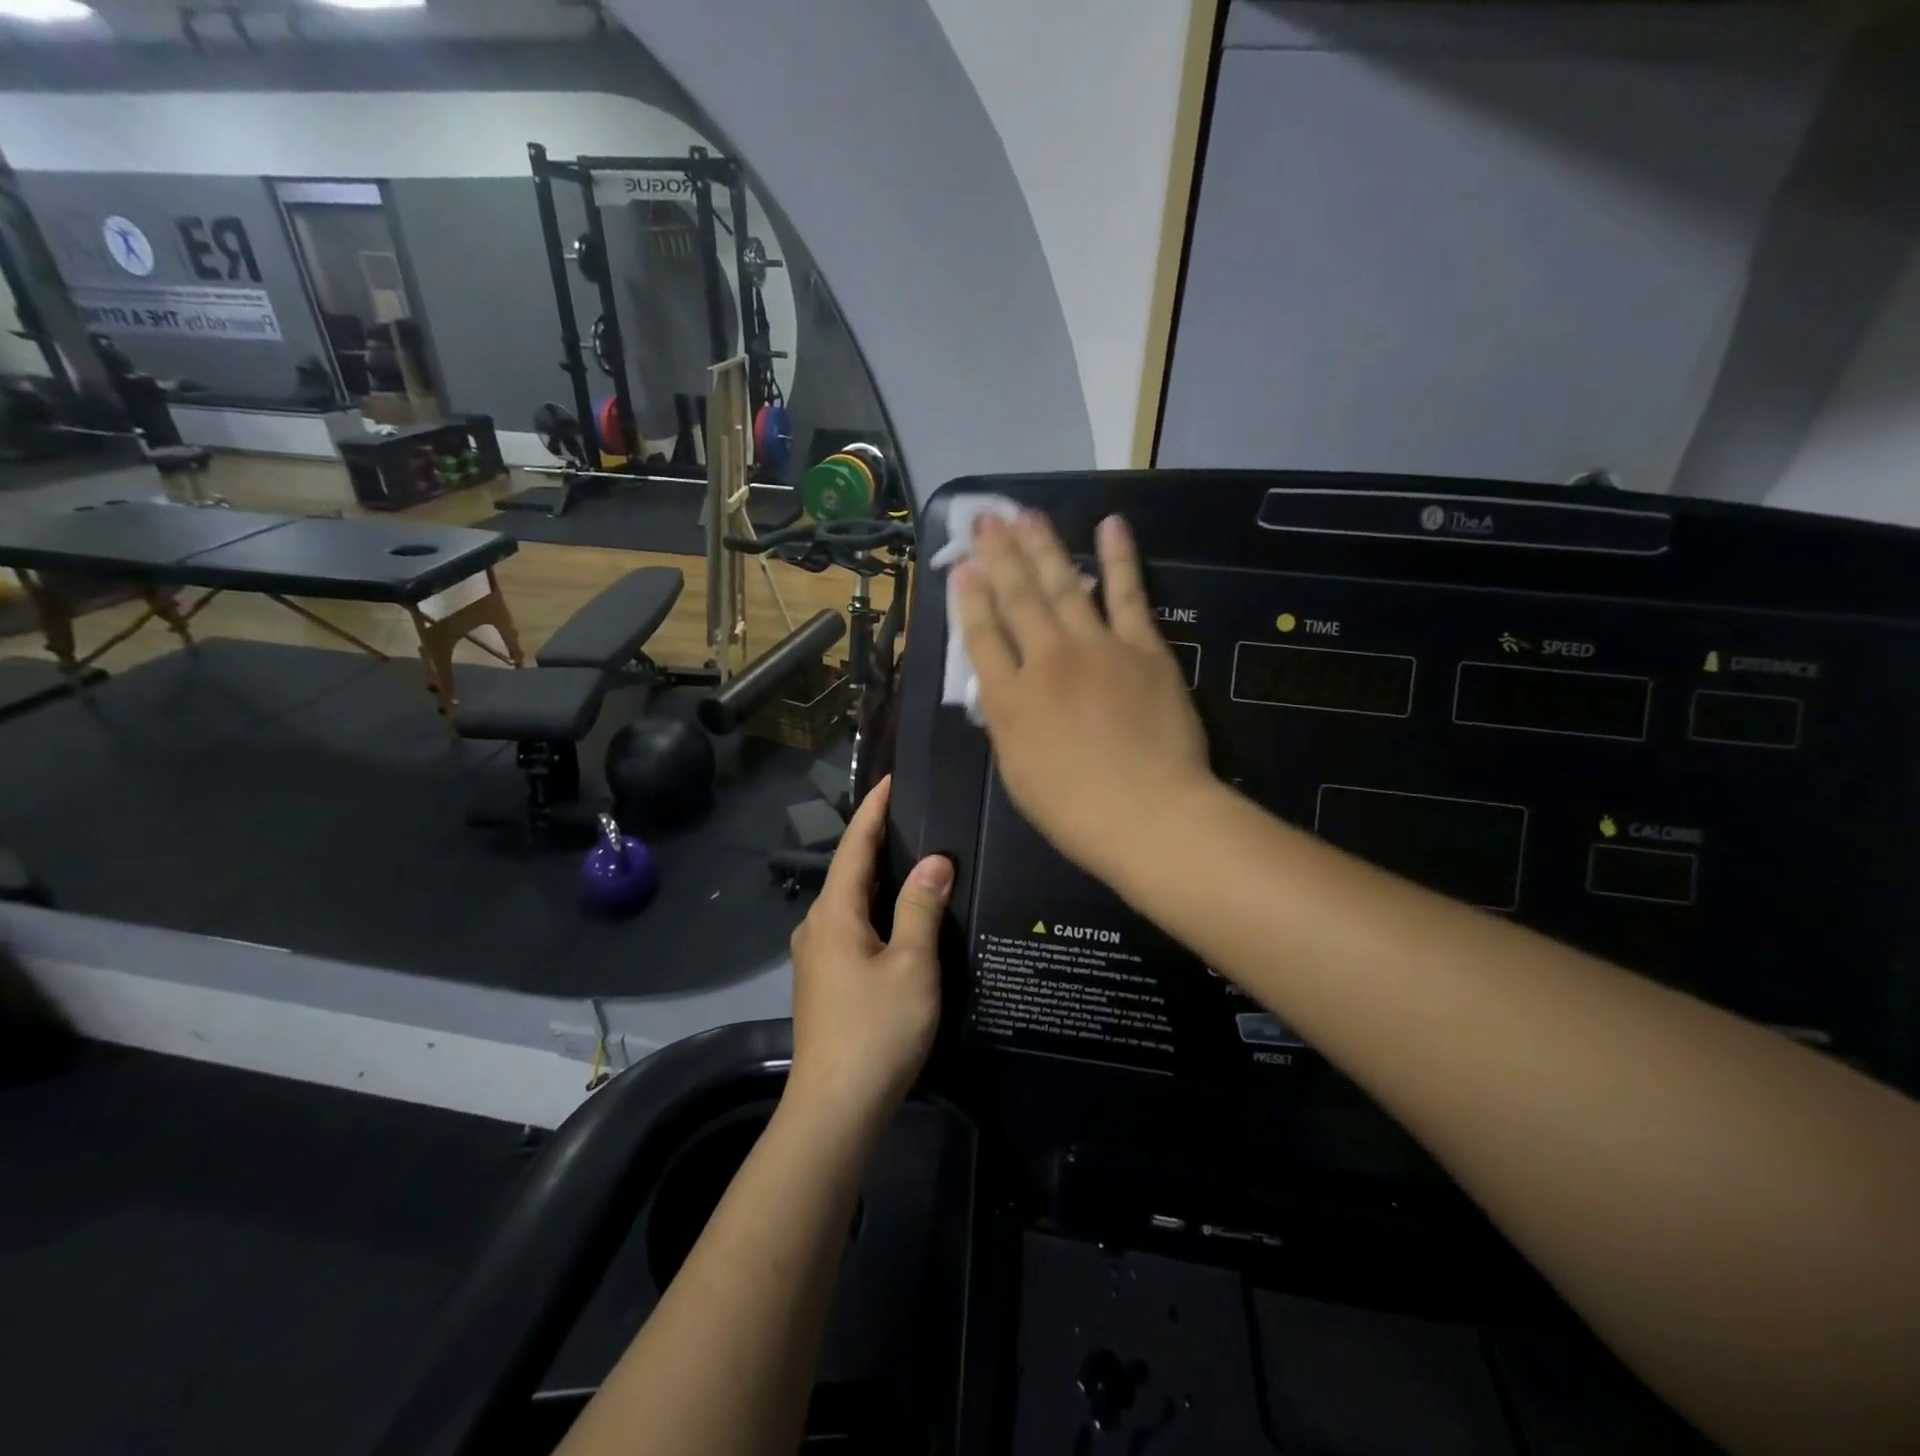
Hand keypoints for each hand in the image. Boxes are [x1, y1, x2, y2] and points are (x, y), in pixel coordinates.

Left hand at [786, 776, 951, 1129]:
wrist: (835, 1108)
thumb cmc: (877, 1029)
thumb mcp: (912, 965)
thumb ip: (921, 907)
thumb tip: (934, 860)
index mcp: (834, 913)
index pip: (855, 845)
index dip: (874, 809)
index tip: (892, 779)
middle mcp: (816, 926)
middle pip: (849, 870)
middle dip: (878, 840)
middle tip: (916, 816)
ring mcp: (815, 955)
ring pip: (849, 901)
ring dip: (877, 877)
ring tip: (915, 859)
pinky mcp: (822, 980)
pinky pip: (850, 926)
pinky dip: (874, 908)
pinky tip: (899, 916)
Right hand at [953, 511, 1212, 878]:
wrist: (1147, 813)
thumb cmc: (1073, 810)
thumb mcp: (1017, 774)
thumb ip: (1006, 723)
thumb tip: (1000, 688)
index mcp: (1008, 699)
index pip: (980, 636)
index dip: (968, 598)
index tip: (961, 567)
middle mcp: (1045, 660)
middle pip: (1017, 598)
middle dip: (999, 555)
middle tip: (987, 520)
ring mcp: (1096, 648)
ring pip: (1064, 584)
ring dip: (1043, 546)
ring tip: (1027, 514)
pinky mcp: (1142, 648)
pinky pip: (1128, 594)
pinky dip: (1119, 558)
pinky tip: (1110, 526)